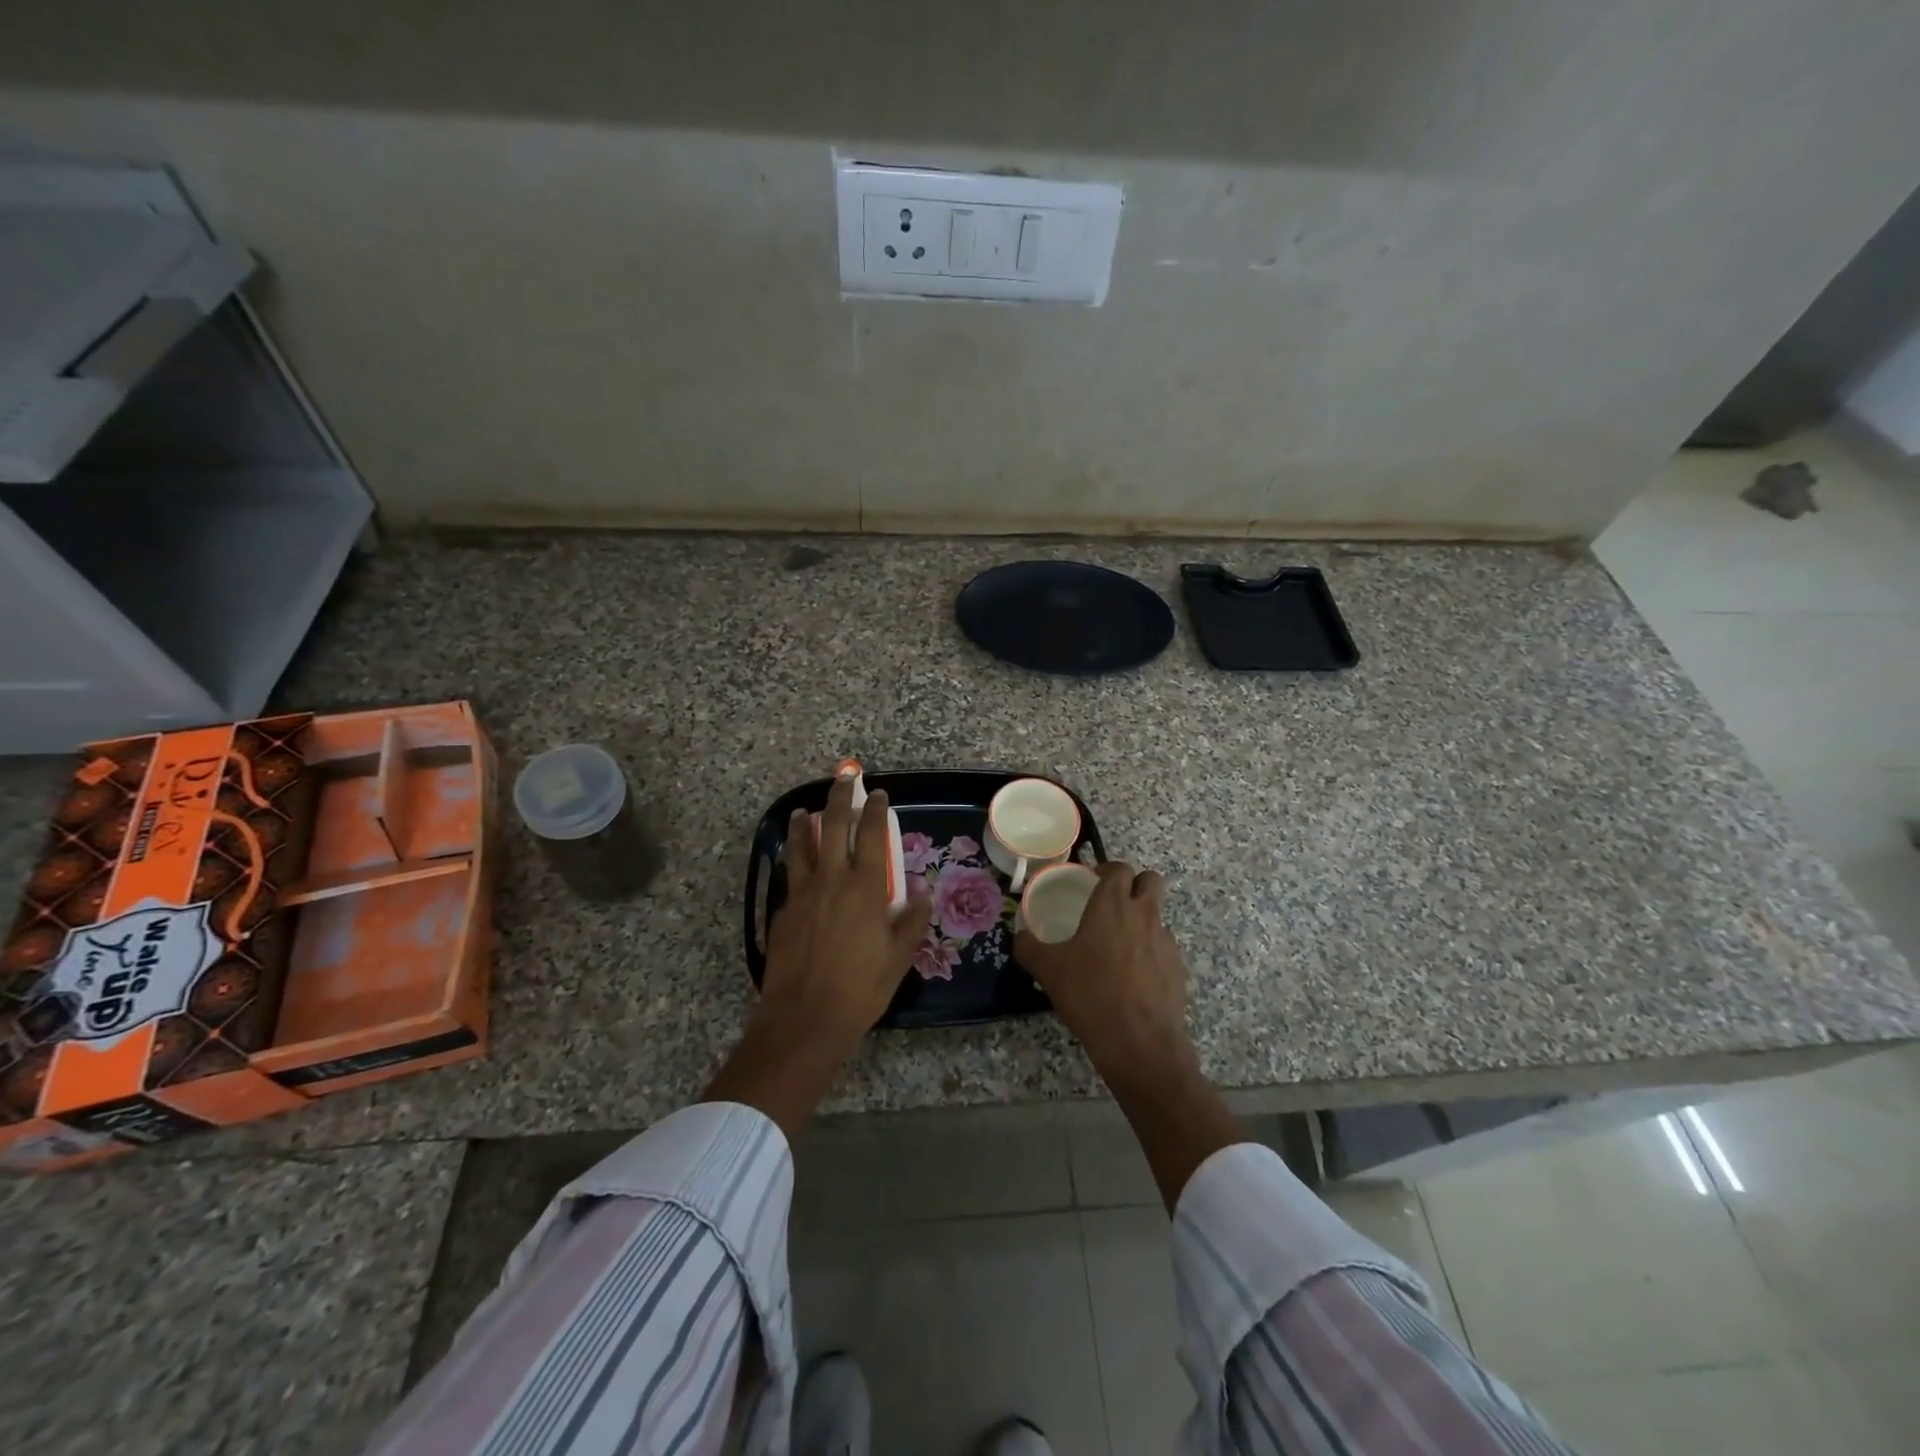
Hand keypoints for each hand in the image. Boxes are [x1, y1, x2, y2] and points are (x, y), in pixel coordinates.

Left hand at [760, 774, 932, 1054]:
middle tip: (844, 778)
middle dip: (839, 797)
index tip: (877, 794)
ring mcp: (801, 894)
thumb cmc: (861, 987)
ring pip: (801, 846)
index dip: (874, 810)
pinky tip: (794, 864)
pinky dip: (793, 861)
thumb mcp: (898, 956)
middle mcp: (831, 880)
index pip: (870, 834)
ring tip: (803, 812)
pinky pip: (790, 876)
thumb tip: (922, 891)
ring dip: (804, 824)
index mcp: (864, 886)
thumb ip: (911, 920)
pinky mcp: (781, 912)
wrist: (806, 1017)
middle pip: (833, 826)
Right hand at [1017, 860, 1238, 1210]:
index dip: (1106, 870)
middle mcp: (1143, 914)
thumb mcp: (1048, 971)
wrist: (1140, 1043)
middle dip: (1134, 885)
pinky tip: (1132, 976)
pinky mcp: (1178, 967)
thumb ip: (1028, 947)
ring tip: (1118, 945)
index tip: (1091, 882)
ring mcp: (1165, 940)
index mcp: (1112, 905)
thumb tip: (1019, 936)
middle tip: (1112, 904)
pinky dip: (1150, 950)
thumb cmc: (1090, 995)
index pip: (1118, 868)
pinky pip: (1163, 946)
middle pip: (1150, 880)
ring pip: (1158, 913)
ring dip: (1142, 918)